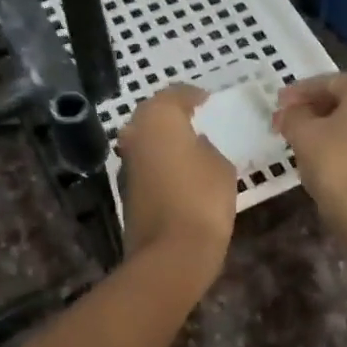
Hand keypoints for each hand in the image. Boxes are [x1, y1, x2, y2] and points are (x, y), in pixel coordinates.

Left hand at [117, 86, 235, 279]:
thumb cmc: (202, 198)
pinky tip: (179, 169)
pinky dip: (159, 160)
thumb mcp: (220, 165)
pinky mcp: (125, 189)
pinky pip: (146, 163)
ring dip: (163, 138)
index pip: (174, 94)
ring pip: (145, 139)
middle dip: (172, 114)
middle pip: (152, 114)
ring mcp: (126, 163)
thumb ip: (206, 147)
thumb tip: (196, 145)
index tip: (207, 100)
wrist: (171, 252)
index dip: (192, 95)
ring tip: (189, 143)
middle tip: (195, 117)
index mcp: (157, 118)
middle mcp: (135, 134)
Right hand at [273, 73, 346, 236]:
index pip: (327, 82)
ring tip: (299, 134)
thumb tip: (287, 113)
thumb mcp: (303, 134)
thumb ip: (292, 116)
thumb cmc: (336, 164)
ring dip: (326, 123)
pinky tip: (321, 149)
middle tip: (286, 118)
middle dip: (312, 107)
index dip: (298, 92)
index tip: (277, 103)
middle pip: (343, 97)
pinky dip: (342, 137)